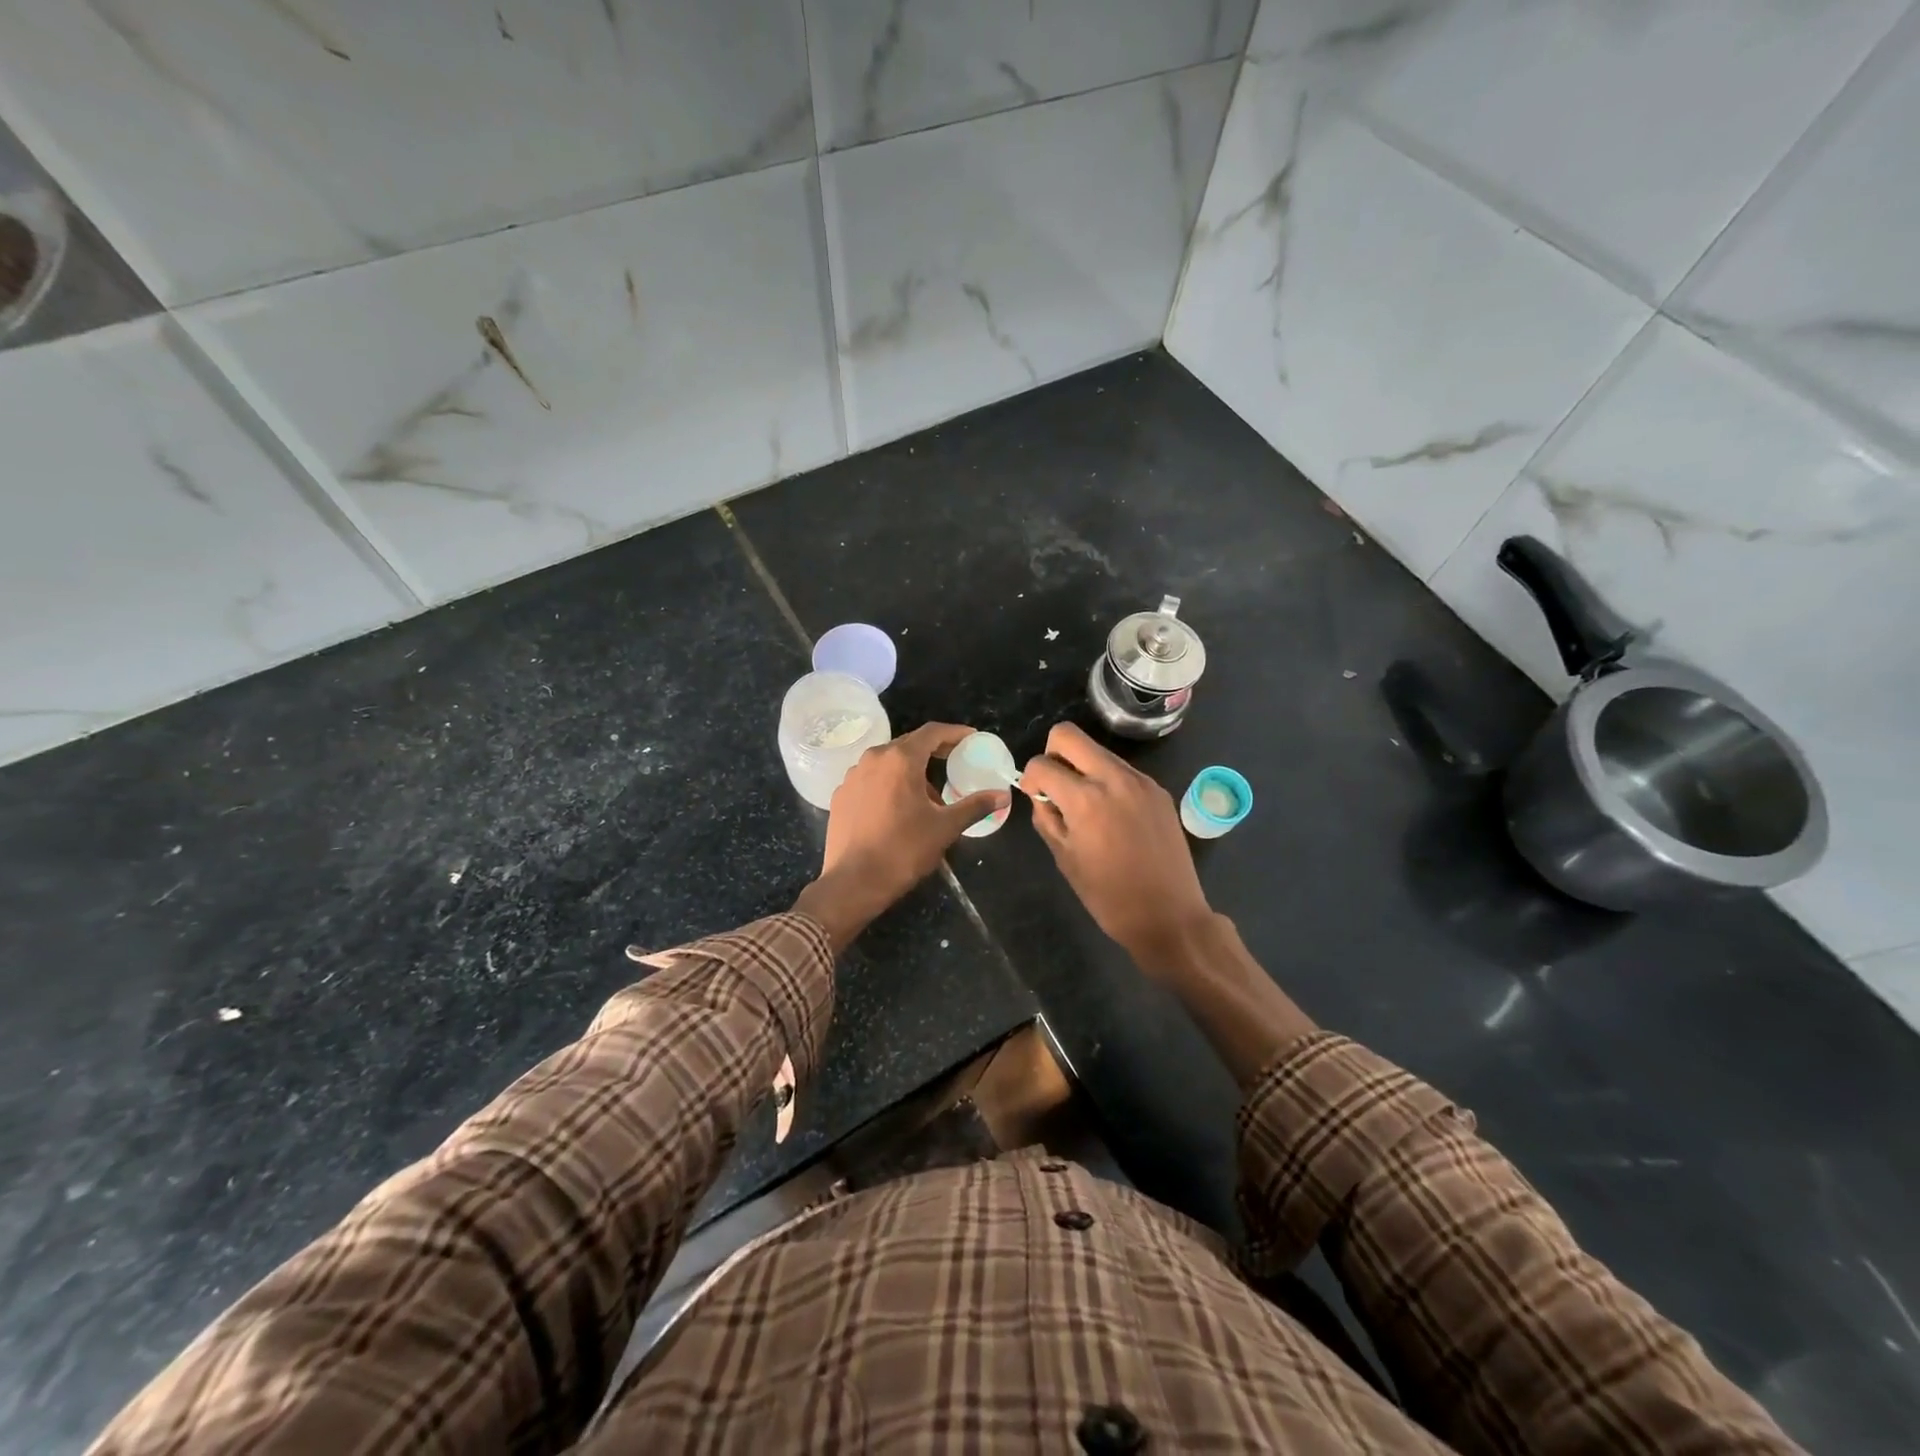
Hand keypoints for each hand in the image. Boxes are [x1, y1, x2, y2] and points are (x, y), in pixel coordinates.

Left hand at [794, 722, 1009, 950]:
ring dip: (910, 771)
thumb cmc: (903, 850)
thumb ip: (975, 806)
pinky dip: (889, 784)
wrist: (853, 882)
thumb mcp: (945, 828)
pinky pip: (871, 779)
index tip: (971, 739)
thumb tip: (1002, 796)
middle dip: (934, 752)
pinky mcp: (841, 795)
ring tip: (928, 796)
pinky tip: (898, 809)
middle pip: (909, 744)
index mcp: (900, 759)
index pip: (932, 732)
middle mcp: (873, 759)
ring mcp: (852, 776)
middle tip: (955, 763)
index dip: (955, 733)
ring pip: (888, 762)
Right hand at [1019, 723, 1214, 975]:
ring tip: (1085, 806)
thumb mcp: (1065, 859)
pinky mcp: (1158, 790)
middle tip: (1054, 785)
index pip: (1042, 764)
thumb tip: (1042, 797)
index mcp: (1085, 799)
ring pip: (1098, 750)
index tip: (1035, 797)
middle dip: (1052, 753)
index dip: (1030, 778)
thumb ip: (1047, 819)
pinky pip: (1122, 770)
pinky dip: (1107, 781)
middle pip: (1069, 735)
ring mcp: (1141, 781)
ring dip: (1082, 767)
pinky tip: (1112, 816)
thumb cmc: (1110, 897)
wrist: (1170, 916)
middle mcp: (1114, 779)